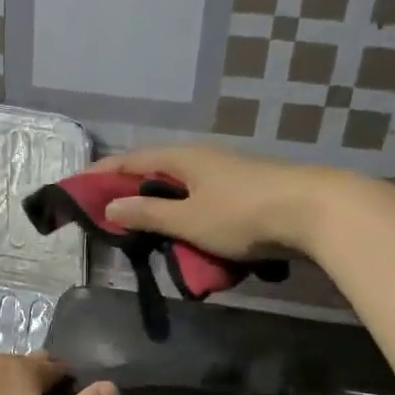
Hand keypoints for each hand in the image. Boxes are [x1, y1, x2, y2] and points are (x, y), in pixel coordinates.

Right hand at [94, 145, 338, 259]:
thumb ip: (148, 215)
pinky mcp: (249, 192)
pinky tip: (190, 235)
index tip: (79, 186)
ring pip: (183, 189)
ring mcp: (229, 174)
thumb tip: (110, 206)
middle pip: (157, 172)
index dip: (103, 174)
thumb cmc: (243, 214)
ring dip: (162, 208)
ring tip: (148, 232)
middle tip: (111, 215)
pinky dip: (188, 216)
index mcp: (183, 158)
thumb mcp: (187, 219)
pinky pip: (205, 202)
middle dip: (132, 192)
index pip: (132, 161)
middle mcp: (203, 159)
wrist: (316, 211)